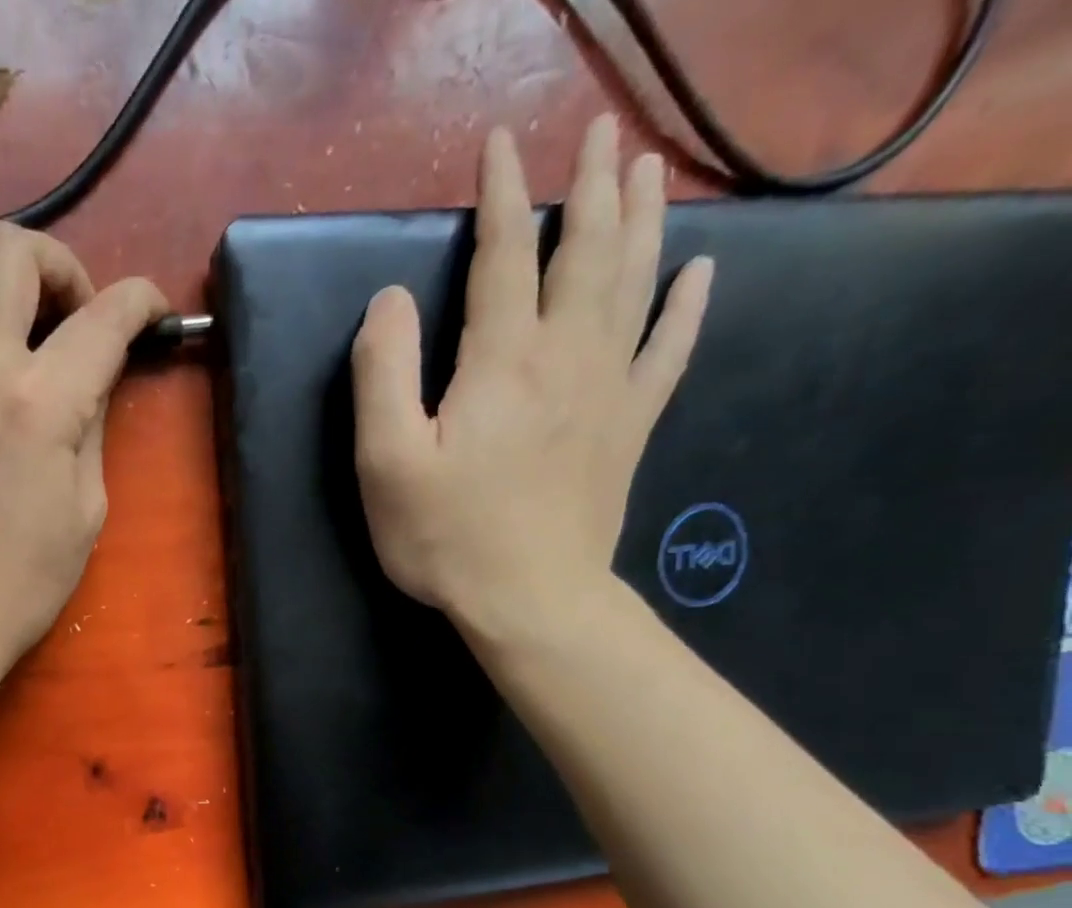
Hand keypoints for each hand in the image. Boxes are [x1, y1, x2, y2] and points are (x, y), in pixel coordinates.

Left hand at [0, 224, 167, 672]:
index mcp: (39, 404)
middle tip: (69, 314)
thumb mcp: (86, 508)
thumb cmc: (23, 580)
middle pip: (9, 247)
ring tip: (5, 320)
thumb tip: (93, 372)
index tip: (153, 311)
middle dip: (56, 264)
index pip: (103, 317)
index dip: (141, 301)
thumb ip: (92, 423)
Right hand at [351, 115, 713, 640]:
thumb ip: (382, 374)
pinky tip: (699, 272)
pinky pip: (669, 351)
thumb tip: (390, 300)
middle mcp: (567, 355)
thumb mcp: (386, 462)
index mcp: (502, 359)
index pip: (505, 254)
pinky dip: (686, 307)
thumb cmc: (446, 536)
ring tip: (649, 169)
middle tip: (601, 134)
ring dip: (644, 219)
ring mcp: (609, 389)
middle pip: (587, 250)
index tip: (500, 144)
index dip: (502, 194)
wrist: (529, 598)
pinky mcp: (629, 427)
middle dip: (590, 186)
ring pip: (635, 282)